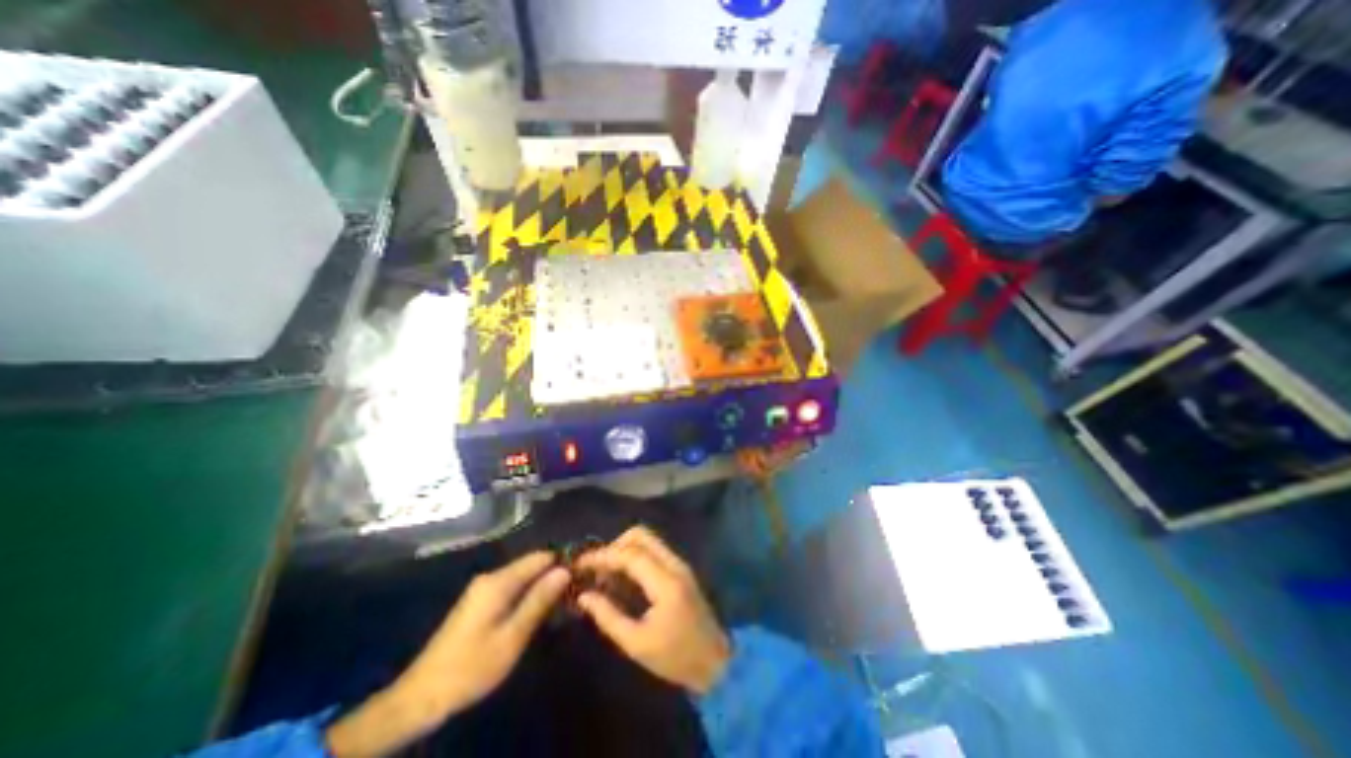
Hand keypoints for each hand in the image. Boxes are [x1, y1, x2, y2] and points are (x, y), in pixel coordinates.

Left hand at [329, 552, 568, 756]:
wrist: (420, 697)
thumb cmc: (471, 667)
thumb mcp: (512, 637)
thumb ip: (539, 600)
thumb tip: (564, 570)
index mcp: (499, 581)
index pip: (540, 557)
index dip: (562, 562)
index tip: (582, 574)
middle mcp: (490, 577)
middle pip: (531, 566)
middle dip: (552, 576)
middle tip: (574, 593)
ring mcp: (482, 589)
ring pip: (522, 578)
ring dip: (541, 587)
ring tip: (562, 603)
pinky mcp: (478, 602)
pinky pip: (511, 589)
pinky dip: (527, 596)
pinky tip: (537, 611)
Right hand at [579, 527, 735, 692]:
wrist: (715, 661)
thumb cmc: (676, 657)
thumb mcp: (637, 644)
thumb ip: (608, 616)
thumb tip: (584, 596)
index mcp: (665, 582)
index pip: (629, 554)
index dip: (602, 555)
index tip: (579, 564)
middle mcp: (674, 564)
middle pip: (641, 535)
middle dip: (614, 546)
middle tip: (596, 569)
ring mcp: (679, 564)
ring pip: (648, 539)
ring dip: (624, 549)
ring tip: (606, 575)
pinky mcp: (680, 569)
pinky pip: (654, 550)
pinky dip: (635, 556)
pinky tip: (623, 577)